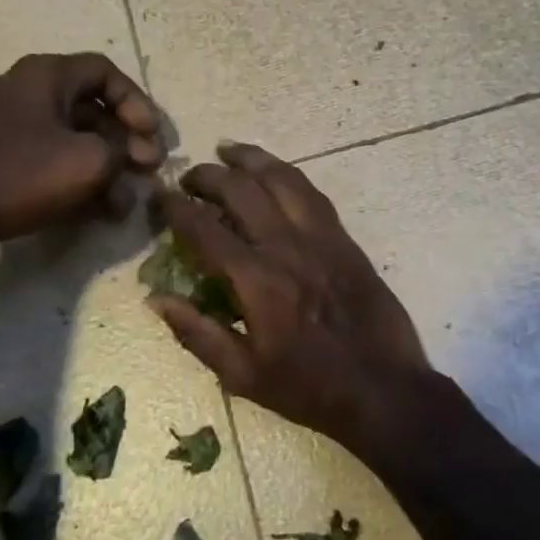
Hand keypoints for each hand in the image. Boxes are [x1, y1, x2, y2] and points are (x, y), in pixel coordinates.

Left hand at [0, 54, 162, 254]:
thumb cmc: (21, 173)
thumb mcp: (89, 162)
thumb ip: (121, 154)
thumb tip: (129, 159)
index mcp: (46, 75)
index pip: (105, 73)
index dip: (137, 103)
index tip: (152, 137)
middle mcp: (26, 90)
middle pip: (90, 109)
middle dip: (125, 142)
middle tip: (147, 171)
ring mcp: (8, 125)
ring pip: (71, 139)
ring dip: (104, 167)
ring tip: (124, 203)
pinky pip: (48, 159)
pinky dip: (75, 178)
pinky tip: (97, 210)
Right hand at [151, 142, 449, 460]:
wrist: (383, 389)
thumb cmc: (309, 388)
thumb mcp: (243, 375)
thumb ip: (197, 333)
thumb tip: (156, 299)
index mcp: (257, 281)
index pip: (206, 229)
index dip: (177, 208)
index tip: (160, 197)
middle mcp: (287, 247)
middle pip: (242, 191)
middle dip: (209, 176)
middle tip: (190, 178)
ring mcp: (321, 238)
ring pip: (282, 179)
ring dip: (251, 159)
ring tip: (228, 150)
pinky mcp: (345, 239)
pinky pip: (313, 193)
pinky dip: (288, 174)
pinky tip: (275, 173)